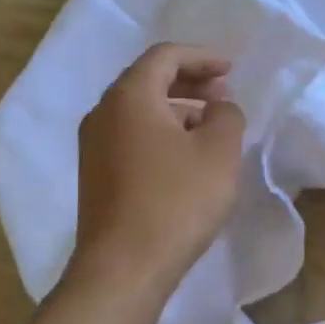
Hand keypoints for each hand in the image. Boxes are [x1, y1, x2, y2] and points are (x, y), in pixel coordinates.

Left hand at [70, 43, 246, 298]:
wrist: (123, 267)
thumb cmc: (176, 201)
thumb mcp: (219, 152)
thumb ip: (227, 116)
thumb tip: (219, 107)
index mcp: (129, 96)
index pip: (165, 56)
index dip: (202, 57)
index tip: (231, 68)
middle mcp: (102, 113)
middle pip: (148, 80)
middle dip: (189, 81)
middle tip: (223, 94)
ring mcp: (93, 146)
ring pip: (139, 111)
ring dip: (176, 109)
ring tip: (211, 126)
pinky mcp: (95, 176)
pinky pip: (131, 137)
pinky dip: (161, 133)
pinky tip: (185, 157)